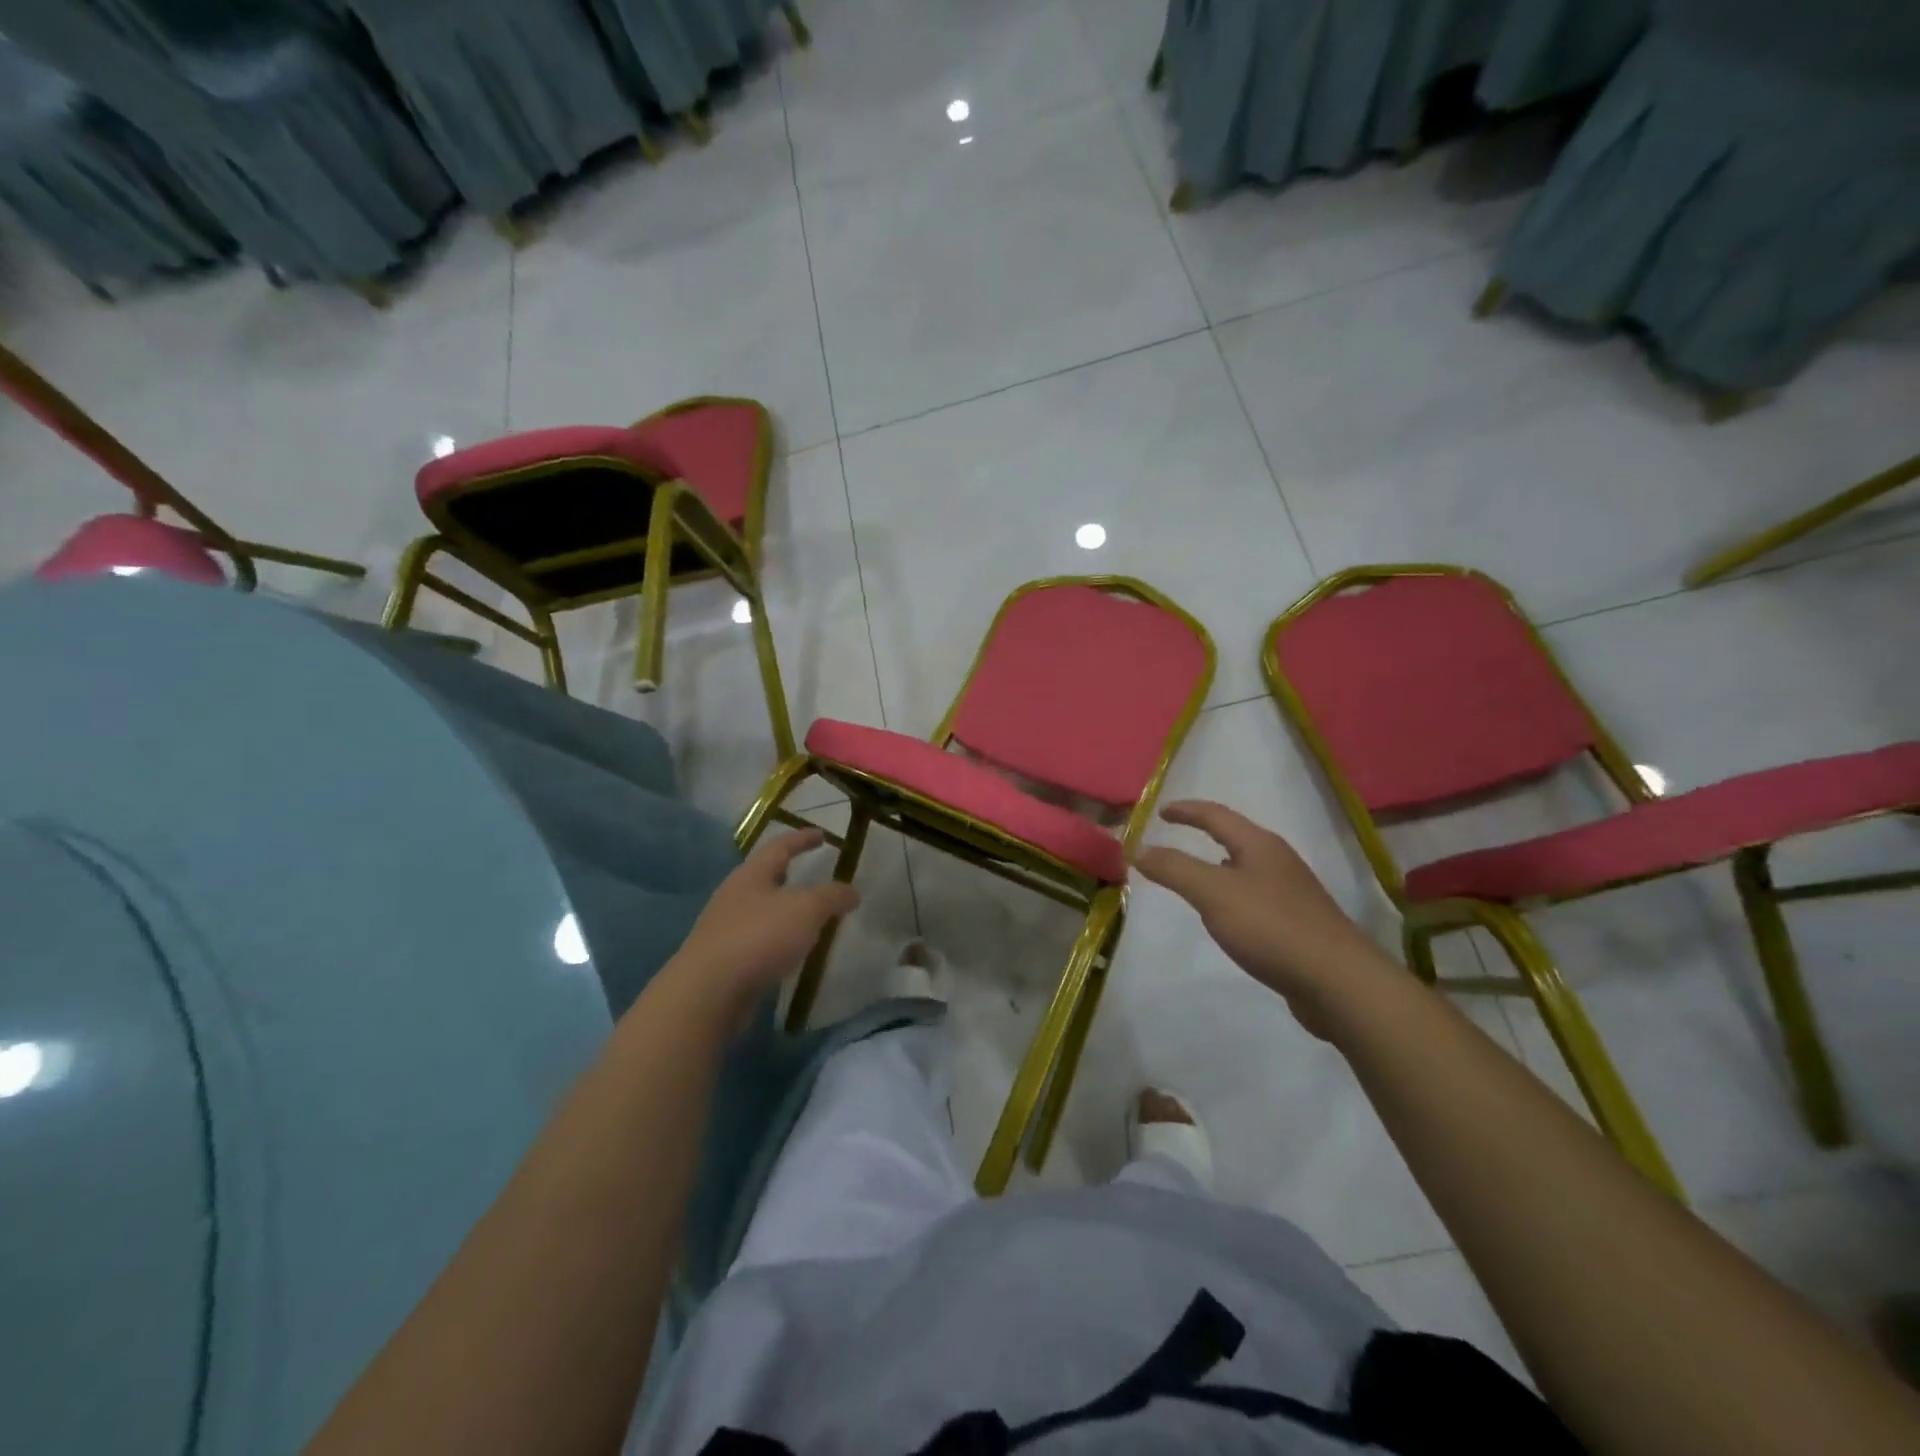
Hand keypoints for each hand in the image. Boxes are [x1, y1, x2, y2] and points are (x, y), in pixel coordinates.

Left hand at [662, 830, 858, 1020]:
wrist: (708, 993)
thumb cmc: (759, 937)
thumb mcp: (807, 909)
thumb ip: (832, 896)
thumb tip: (851, 891)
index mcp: (751, 875)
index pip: (779, 847)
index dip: (802, 839)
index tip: (822, 835)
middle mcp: (734, 896)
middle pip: (765, 877)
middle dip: (789, 874)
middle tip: (813, 875)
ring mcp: (725, 929)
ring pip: (761, 910)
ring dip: (785, 910)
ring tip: (809, 918)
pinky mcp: (724, 960)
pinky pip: (757, 940)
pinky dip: (778, 939)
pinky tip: (791, 951)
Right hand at [1134, 800, 1386, 1037]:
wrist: (1338, 981)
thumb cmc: (1270, 926)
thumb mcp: (1212, 893)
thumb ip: (1174, 868)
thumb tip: (1139, 849)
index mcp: (1260, 845)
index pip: (1217, 815)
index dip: (1187, 811)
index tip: (1161, 812)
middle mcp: (1279, 862)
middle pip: (1237, 839)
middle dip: (1206, 835)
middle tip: (1177, 839)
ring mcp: (1293, 895)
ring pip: (1248, 870)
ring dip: (1220, 868)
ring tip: (1197, 879)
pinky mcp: (1298, 926)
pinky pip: (1256, 899)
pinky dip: (1233, 898)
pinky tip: (1228, 919)